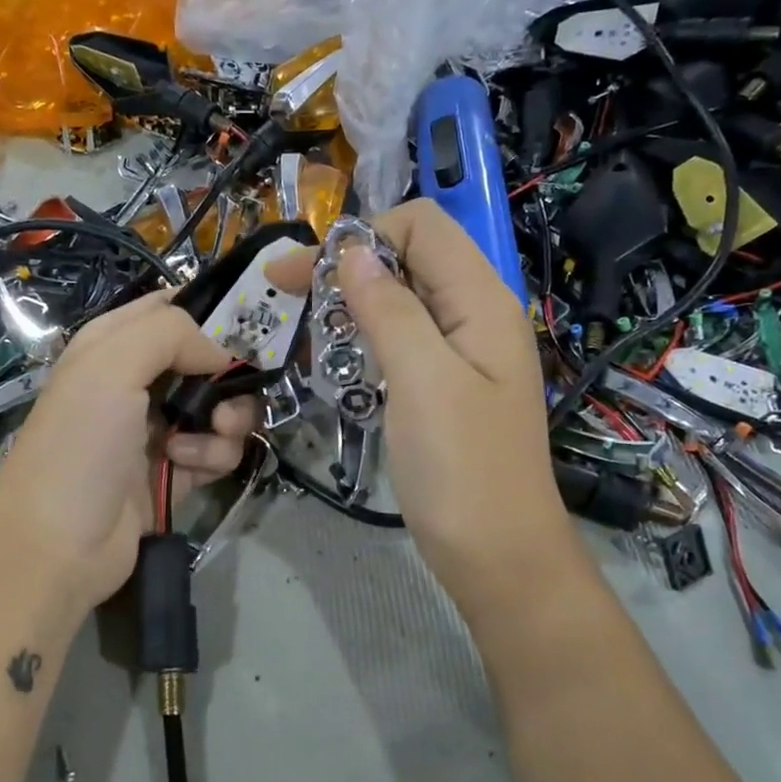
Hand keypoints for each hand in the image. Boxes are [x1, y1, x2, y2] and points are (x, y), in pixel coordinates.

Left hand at [0, 291, 257, 612]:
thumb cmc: (80, 443)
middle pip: (206, 360)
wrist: (59, 543)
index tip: (243, 330)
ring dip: (225, 424)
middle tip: (225, 403)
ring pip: (220, 407)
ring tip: (200, 443)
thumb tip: (221, 354)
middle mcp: (136, 381)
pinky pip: (217, 450)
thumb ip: (171, 334)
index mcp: (113, 345)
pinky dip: (213, 456)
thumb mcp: (111, 365)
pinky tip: (188, 468)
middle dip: (227, 379)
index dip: (208, 313)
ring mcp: (157, 428)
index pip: (170, 308)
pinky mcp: (175, 471)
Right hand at [270, 201, 575, 619]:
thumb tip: (352, 252)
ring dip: (350, 305)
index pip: (423, 226)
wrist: (497, 555)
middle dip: (346, 268)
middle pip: (408, 259)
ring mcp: (461, 354)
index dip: (363, 236)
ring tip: (302, 330)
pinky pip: (401, 342)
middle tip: (283, 294)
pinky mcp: (444, 387)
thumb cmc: (462, 469)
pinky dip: (364, 340)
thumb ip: (390, 310)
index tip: (306, 273)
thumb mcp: (423, 382)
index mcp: (481, 301)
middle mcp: (475, 316)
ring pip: (400, 302)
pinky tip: (335, 361)